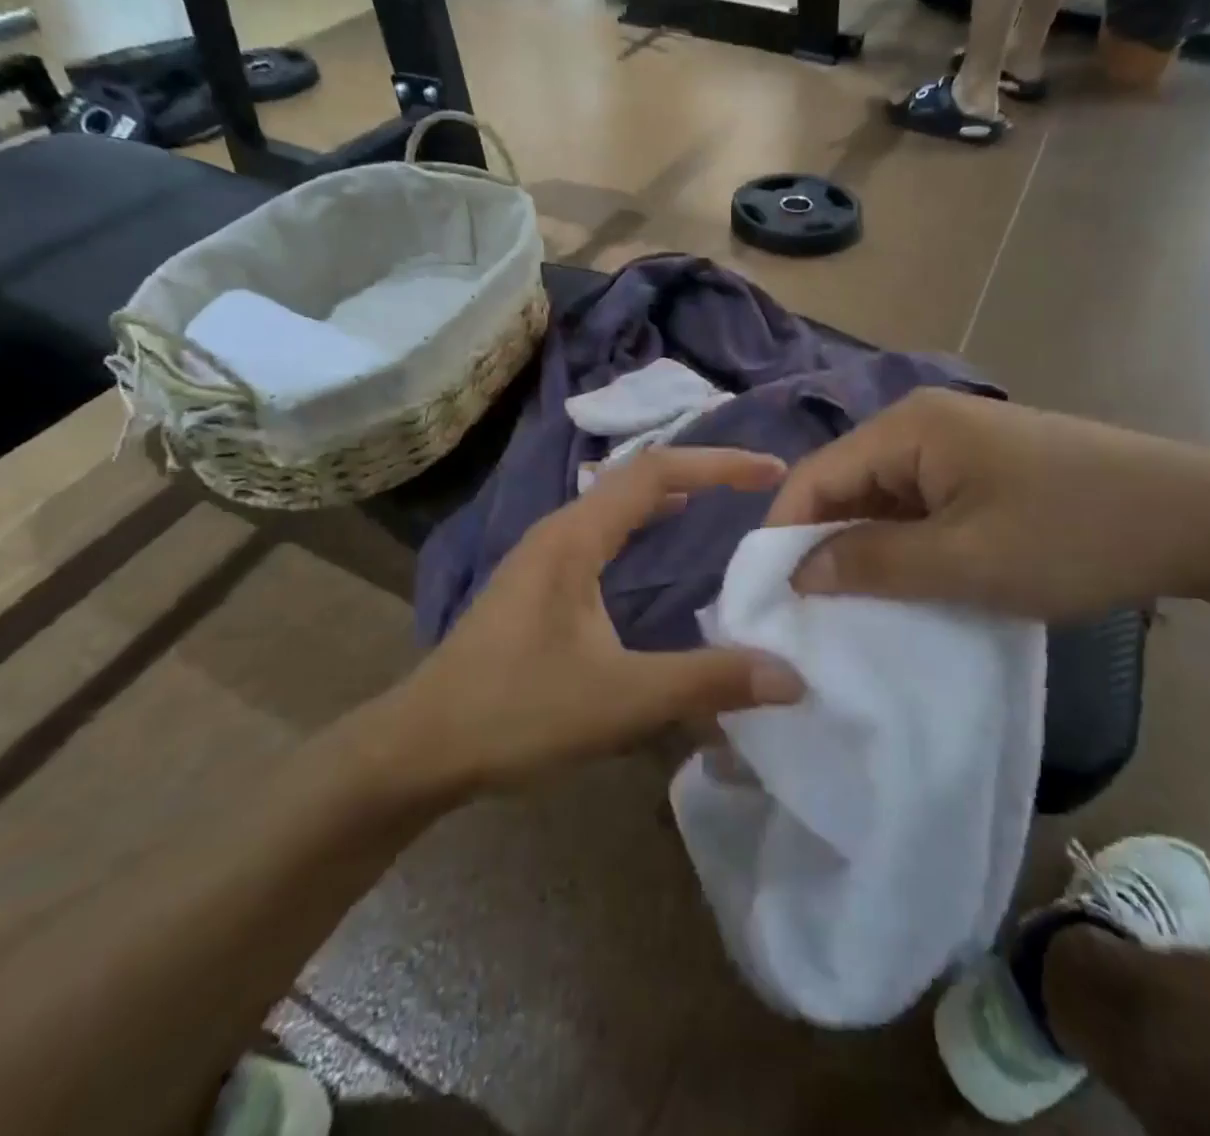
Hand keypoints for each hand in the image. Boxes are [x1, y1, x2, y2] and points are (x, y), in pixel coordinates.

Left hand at [390, 447, 805, 791]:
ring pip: (615, 502)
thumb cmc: (516, 712)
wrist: (419, 747)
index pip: (656, 472)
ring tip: (718, 501)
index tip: (771, 471)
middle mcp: (558, 530)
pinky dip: (641, 524)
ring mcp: (542, 555)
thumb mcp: (621, 699)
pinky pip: (602, 531)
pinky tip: (654, 547)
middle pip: (637, 477)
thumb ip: (707, 683)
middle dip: (700, 471)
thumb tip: (790, 677)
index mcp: (575, 536)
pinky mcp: (537, 583)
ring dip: (668, 494)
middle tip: (756, 483)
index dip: (718, 463)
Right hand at [765, 389, 1209, 620]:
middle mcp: (922, 425)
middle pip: (846, 485)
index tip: (768, 598)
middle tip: (805, 614)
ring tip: (849, 610)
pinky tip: (905, 588)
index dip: (783, 534)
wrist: (1203, 519)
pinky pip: (921, 508)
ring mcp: (956, 446)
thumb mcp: (965, 560)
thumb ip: (873, 563)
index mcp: (908, 428)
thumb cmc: (1075, 534)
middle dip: (822, 545)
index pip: (816, 476)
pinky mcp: (984, 471)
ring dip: (865, 551)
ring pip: (883, 500)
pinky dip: (905, 547)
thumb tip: (799, 572)